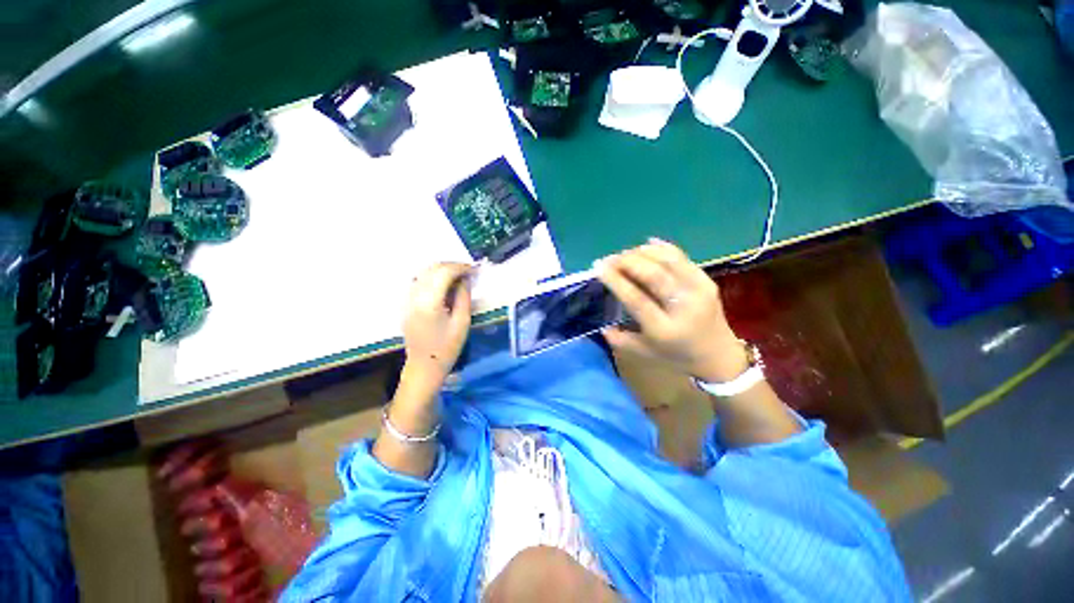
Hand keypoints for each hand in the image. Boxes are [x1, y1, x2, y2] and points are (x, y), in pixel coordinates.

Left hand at [402, 262, 474, 391]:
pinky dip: (433, 277)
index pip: (444, 273)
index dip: (460, 267)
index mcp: (429, 303)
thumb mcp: (462, 322)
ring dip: (442, 270)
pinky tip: (444, 284)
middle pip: (432, 269)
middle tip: (468, 272)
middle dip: (452, 266)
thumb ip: (464, 297)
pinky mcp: (406, 304)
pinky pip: (419, 281)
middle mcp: (414, 297)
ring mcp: (407, 300)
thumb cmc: (447, 348)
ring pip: (424, 273)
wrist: (424, 366)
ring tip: (458, 276)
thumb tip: (466, 279)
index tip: (474, 269)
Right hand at [596, 239, 746, 382]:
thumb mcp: (644, 353)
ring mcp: (699, 290)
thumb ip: (619, 340)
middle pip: (654, 275)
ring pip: (668, 261)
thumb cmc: (676, 355)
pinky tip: (646, 245)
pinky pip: (682, 257)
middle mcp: (683, 307)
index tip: (599, 267)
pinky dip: (663, 248)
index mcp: (664, 329)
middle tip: (609, 258)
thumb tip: (600, 323)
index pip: (636, 299)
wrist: (718, 355)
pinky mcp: (706, 281)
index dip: (616, 280)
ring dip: (642, 253)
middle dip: (627, 261)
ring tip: (624, 253)